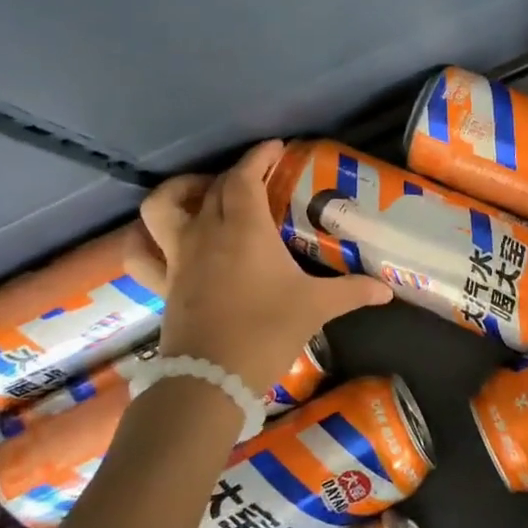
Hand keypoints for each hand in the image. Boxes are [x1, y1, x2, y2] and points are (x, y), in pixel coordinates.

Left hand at [140, 140, 391, 402]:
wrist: (212, 379)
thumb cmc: (267, 331)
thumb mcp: (316, 307)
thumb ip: (352, 291)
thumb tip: (386, 289)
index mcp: (244, 228)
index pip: (244, 177)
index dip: (258, 156)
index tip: (275, 148)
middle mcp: (206, 232)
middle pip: (213, 186)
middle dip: (235, 173)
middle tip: (257, 177)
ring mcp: (179, 256)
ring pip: (162, 207)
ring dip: (180, 192)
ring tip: (202, 194)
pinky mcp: (164, 283)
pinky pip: (141, 252)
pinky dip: (145, 238)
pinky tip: (162, 238)